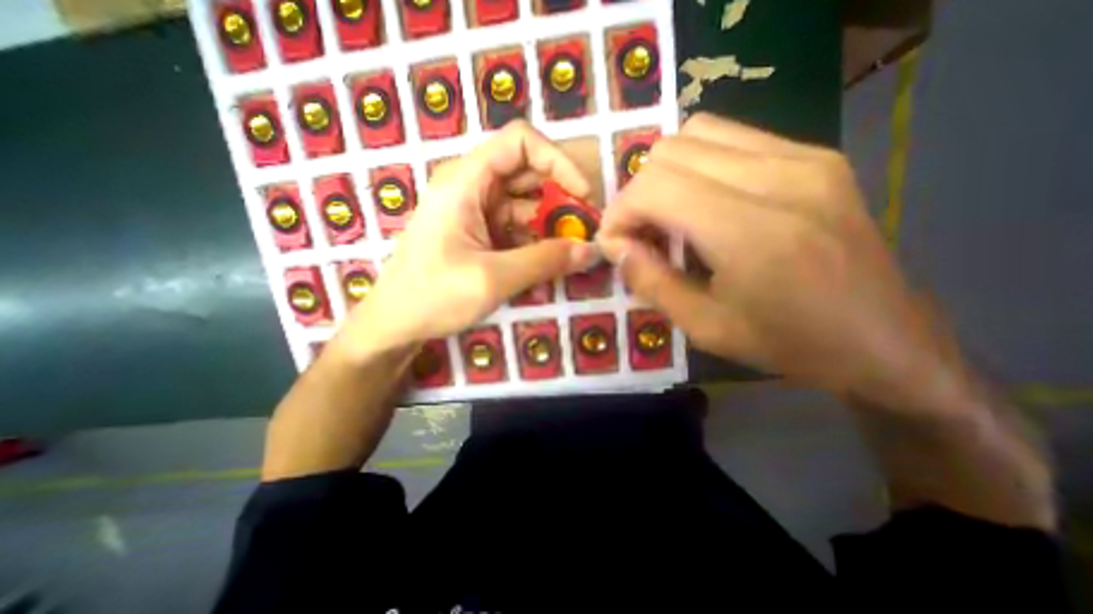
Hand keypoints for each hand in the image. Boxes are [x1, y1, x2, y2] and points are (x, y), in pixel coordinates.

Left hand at [336, 120, 602, 360]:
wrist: (396, 323)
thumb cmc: (433, 296)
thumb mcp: (493, 279)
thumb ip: (545, 261)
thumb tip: (591, 250)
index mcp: (464, 181)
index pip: (520, 142)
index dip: (557, 161)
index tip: (582, 195)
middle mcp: (470, 187)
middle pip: (526, 172)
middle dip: (559, 198)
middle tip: (583, 230)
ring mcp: (475, 211)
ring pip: (525, 203)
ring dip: (550, 225)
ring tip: (569, 253)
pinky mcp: (479, 232)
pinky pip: (517, 227)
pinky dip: (536, 241)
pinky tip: (547, 263)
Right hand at [596, 116, 962, 409]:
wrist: (882, 339)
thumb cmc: (786, 343)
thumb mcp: (703, 326)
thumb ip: (650, 281)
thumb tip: (615, 247)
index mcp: (749, 231)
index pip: (654, 187)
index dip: (619, 212)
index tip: (614, 243)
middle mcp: (778, 177)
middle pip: (670, 151)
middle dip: (637, 192)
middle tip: (639, 233)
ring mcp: (803, 157)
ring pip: (697, 133)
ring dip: (665, 175)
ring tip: (666, 216)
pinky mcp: (815, 156)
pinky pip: (731, 139)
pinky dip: (697, 166)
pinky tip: (702, 203)